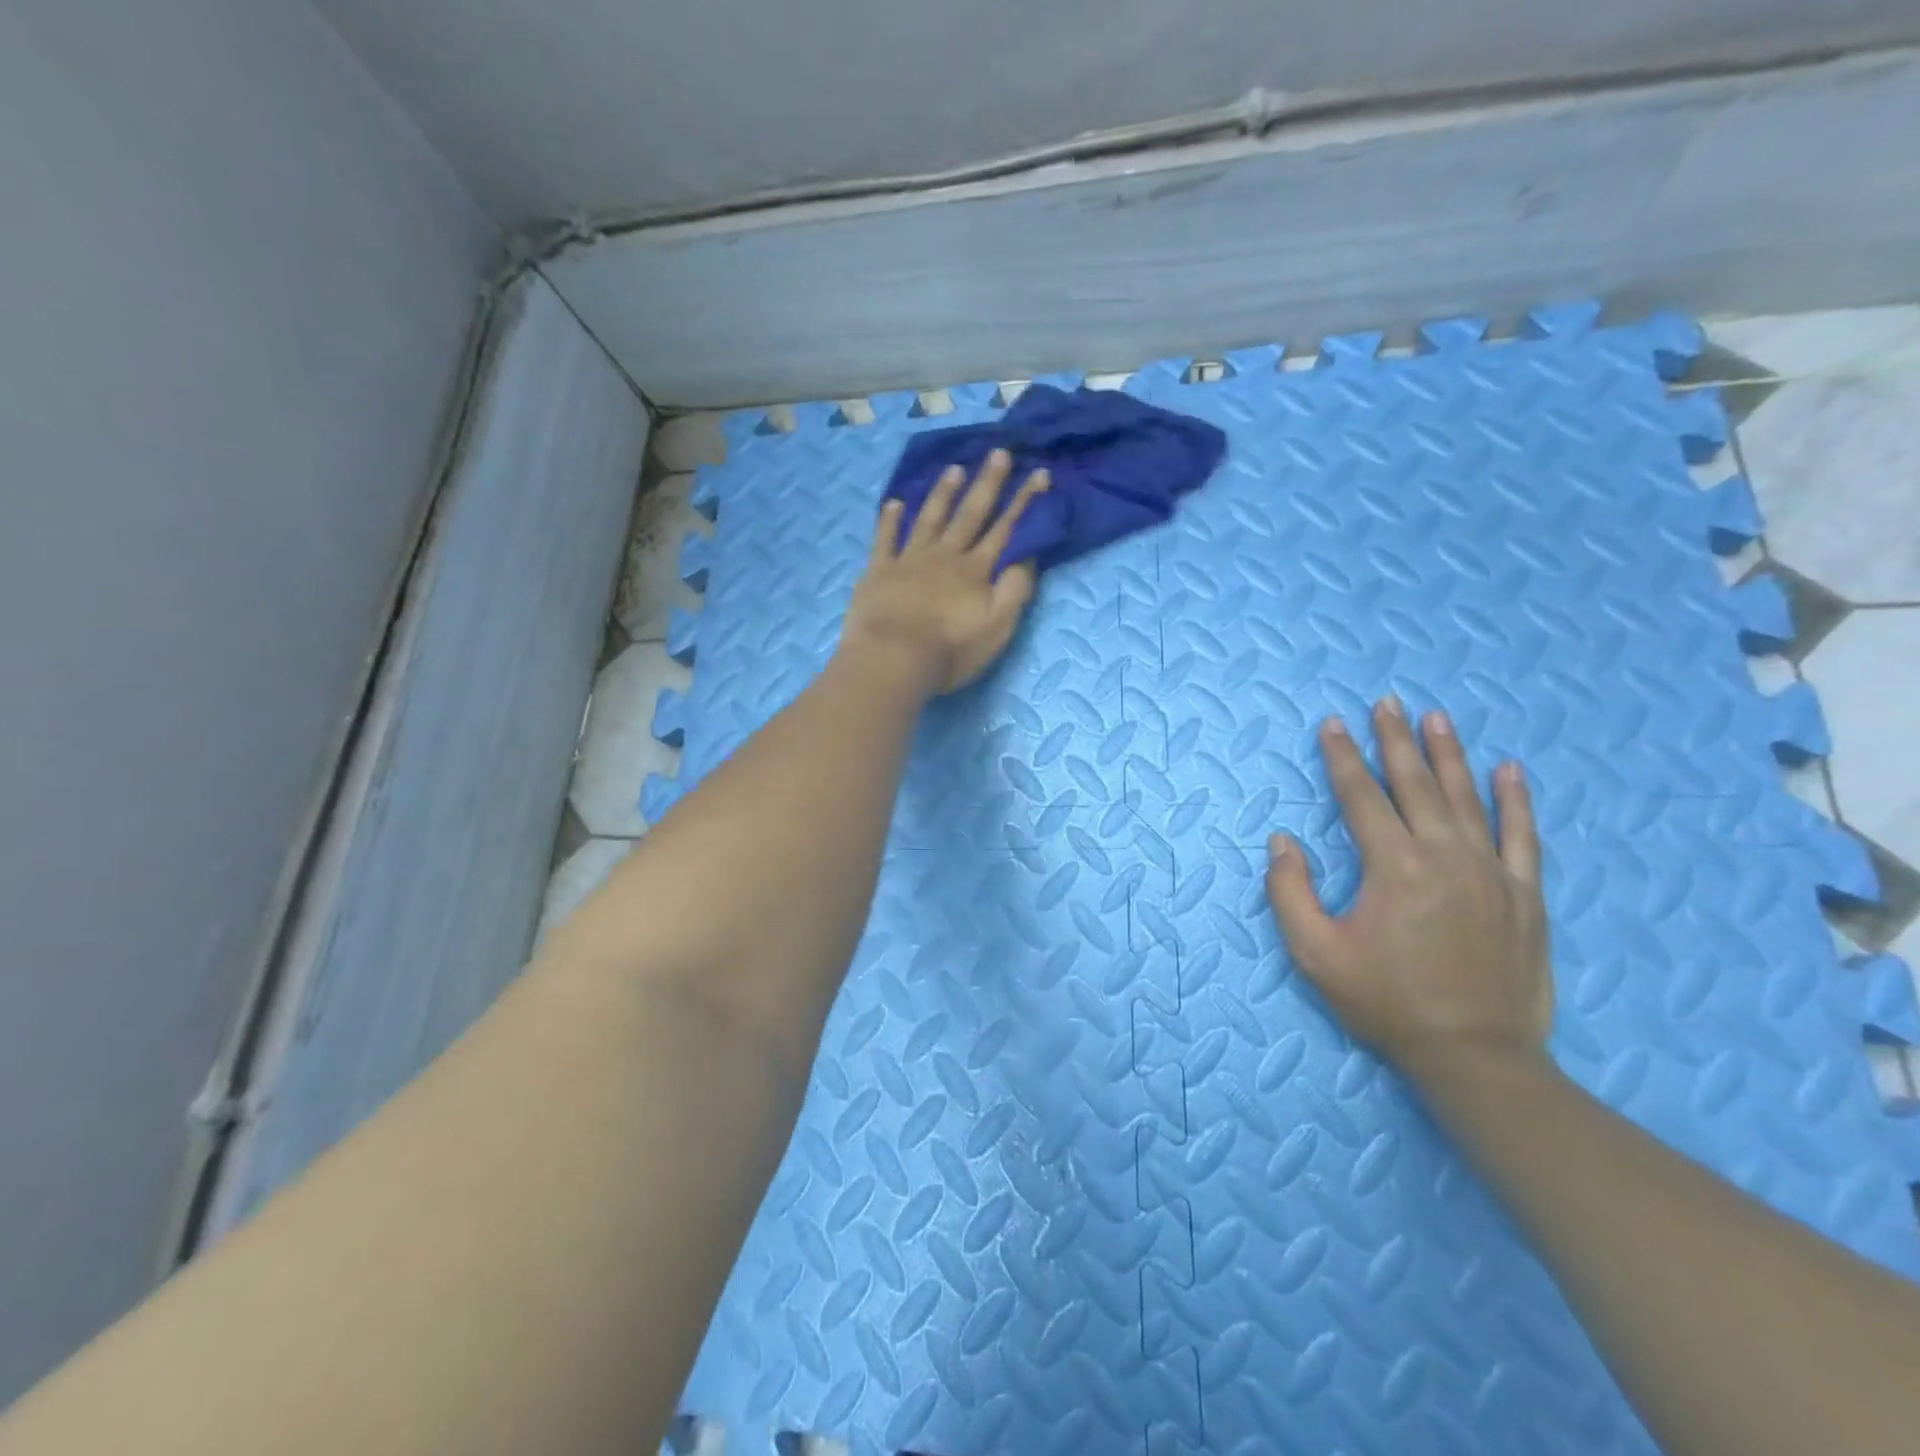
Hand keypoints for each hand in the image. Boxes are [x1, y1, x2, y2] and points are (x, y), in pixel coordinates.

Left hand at [842, 450, 1049, 694]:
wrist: (892, 659)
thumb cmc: (950, 651)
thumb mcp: (997, 628)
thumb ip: (1014, 590)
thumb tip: (1028, 555)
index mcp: (975, 571)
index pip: (1005, 529)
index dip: (1024, 502)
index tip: (1038, 473)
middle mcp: (945, 556)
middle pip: (969, 514)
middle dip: (987, 483)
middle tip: (998, 452)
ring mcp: (909, 560)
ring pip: (930, 518)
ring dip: (943, 493)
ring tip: (954, 468)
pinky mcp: (879, 571)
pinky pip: (885, 538)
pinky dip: (890, 520)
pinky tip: (895, 503)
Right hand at [1266, 697, 1552, 1086]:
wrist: (1475, 1055)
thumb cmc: (1386, 1002)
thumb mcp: (1315, 953)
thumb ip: (1290, 892)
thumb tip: (1282, 841)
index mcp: (1392, 867)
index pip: (1360, 797)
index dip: (1342, 758)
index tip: (1332, 724)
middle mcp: (1444, 855)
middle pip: (1414, 784)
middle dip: (1395, 740)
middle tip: (1386, 701)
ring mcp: (1491, 872)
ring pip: (1467, 798)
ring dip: (1448, 754)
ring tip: (1436, 717)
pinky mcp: (1524, 894)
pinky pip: (1523, 835)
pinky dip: (1515, 800)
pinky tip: (1510, 770)